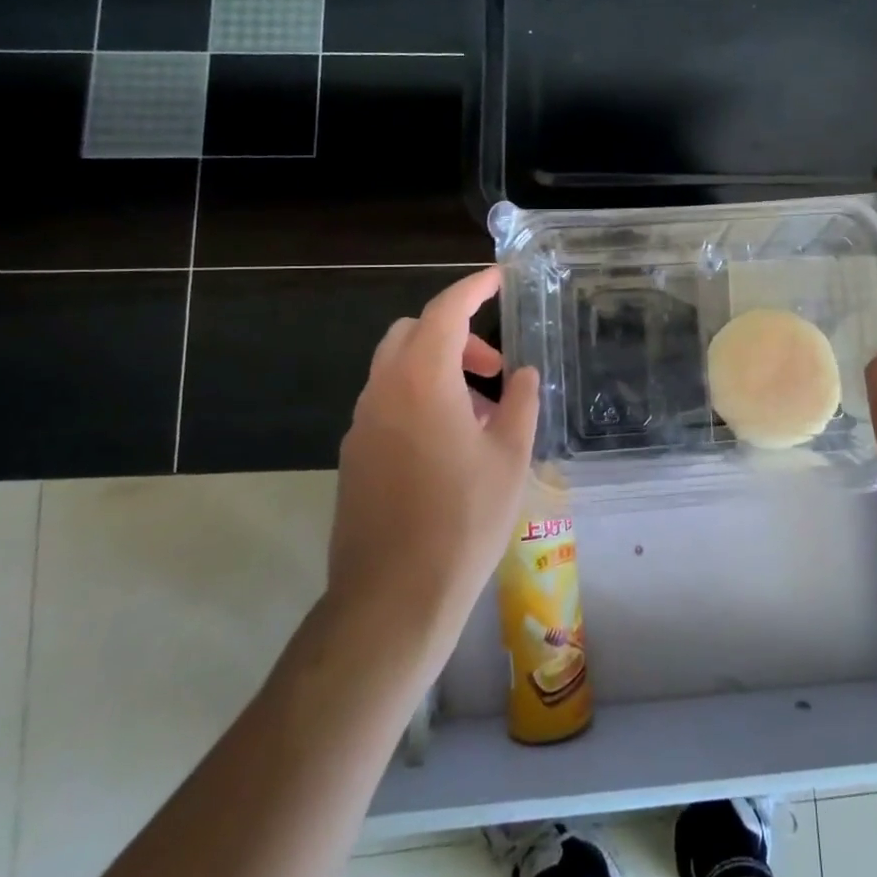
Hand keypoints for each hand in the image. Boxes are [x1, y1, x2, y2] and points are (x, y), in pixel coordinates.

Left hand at [326, 268, 539, 670]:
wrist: (393, 597)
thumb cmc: (464, 521)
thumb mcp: (510, 458)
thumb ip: (520, 403)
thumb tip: (522, 374)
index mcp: (422, 381)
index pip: (445, 311)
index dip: (472, 288)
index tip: (497, 279)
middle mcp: (383, 392)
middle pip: (412, 333)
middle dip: (454, 334)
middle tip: (493, 367)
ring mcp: (362, 424)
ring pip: (396, 369)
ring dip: (437, 369)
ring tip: (481, 412)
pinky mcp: (354, 455)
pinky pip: (387, 403)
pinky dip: (418, 398)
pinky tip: (450, 443)